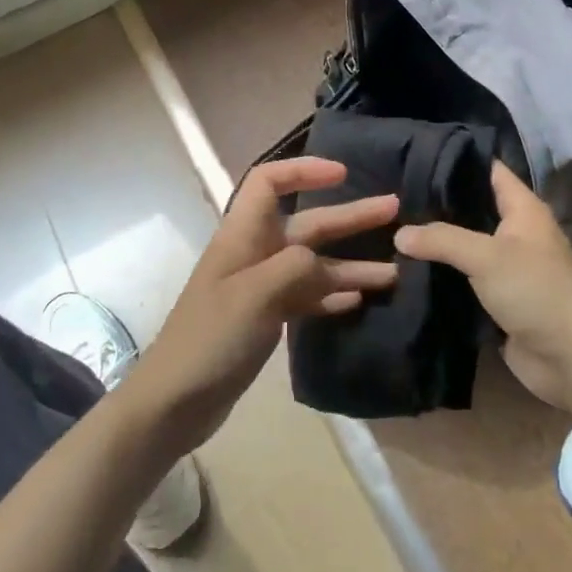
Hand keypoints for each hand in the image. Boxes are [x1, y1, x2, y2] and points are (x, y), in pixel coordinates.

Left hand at [121, 157, 398, 455]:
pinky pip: (306, 297)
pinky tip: (359, 301)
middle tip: (394, 210)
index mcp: (243, 235)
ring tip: (395, 271)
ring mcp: (260, 287)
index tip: (343, 174)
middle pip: (306, 223)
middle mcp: (254, 253)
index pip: (268, 182)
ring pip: (313, 265)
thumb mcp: (255, 295)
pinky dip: (332, 296)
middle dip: (348, 216)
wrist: (176, 400)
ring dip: (351, 265)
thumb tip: (321, 263)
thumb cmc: (211, 338)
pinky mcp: (265, 318)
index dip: (303, 170)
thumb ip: (294, 267)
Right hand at [395, 162, 571, 413]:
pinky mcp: (497, 299)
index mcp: (523, 209)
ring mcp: (506, 267)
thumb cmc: (538, 292)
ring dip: (434, 242)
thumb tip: (399, 234)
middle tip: (392, 196)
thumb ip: (442, 239)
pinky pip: (463, 279)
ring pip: (463, 245)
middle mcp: (514, 233)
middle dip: (435, 203)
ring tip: (389, 228)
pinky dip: (439, 275)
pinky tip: (406, 268)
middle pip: (471, 208)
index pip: (488, 170)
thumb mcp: (487, 256)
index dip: (455, 160)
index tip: (414, 156)